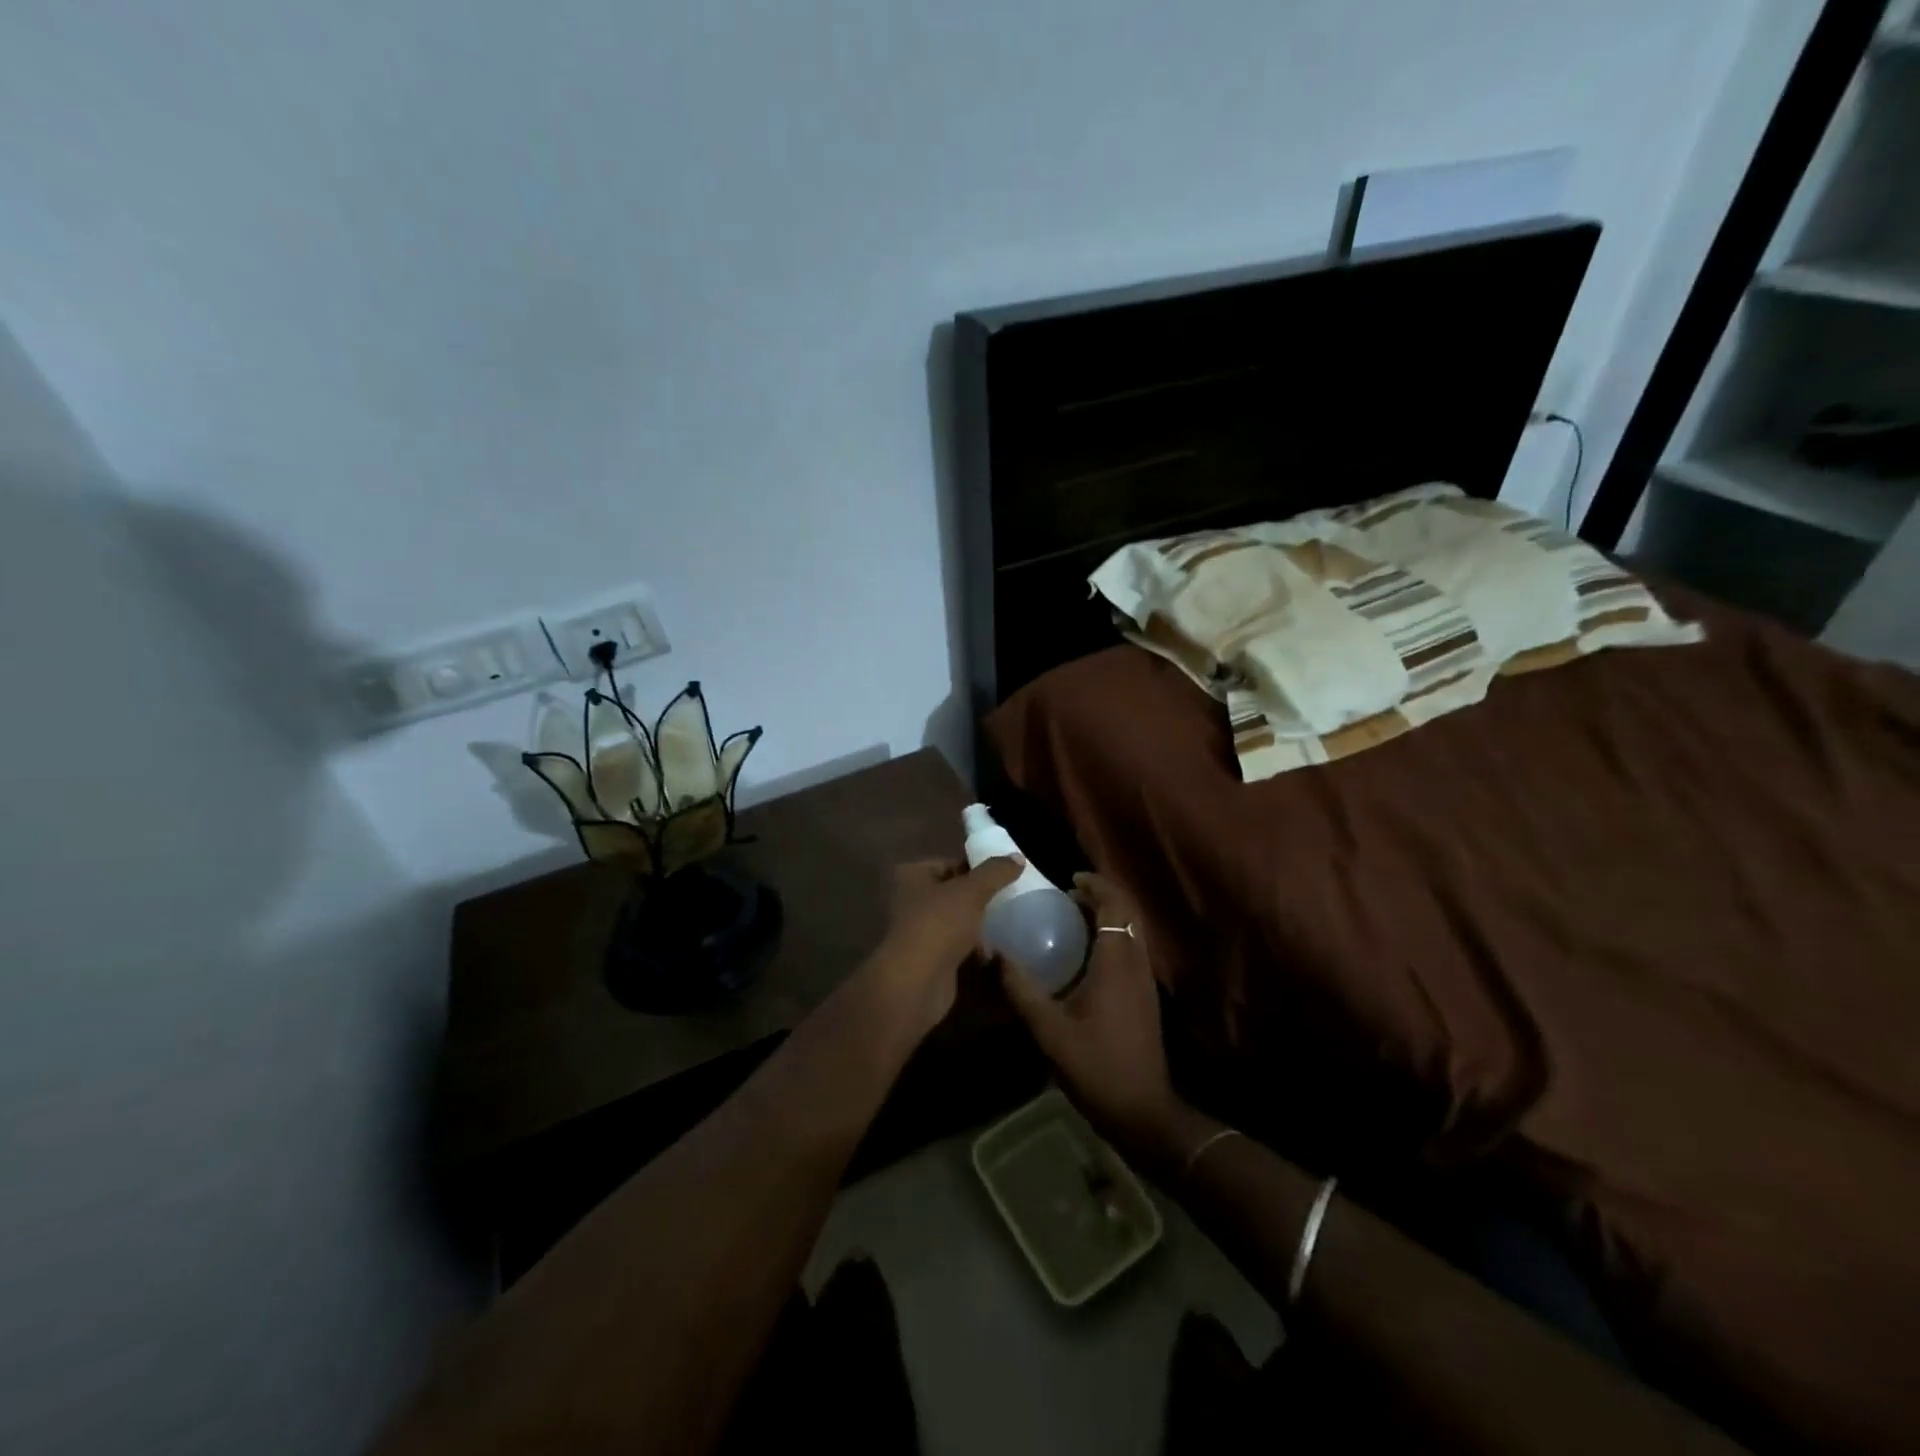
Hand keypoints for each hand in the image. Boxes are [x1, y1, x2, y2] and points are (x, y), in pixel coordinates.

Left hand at [865, 857, 1022, 1036]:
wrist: (916, 983)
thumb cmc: (939, 926)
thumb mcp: (971, 891)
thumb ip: (995, 872)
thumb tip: (1018, 857)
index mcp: (913, 875)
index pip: (950, 863)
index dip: (977, 867)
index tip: (1006, 874)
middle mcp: (911, 900)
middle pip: (954, 891)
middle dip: (980, 897)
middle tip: (1011, 897)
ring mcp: (920, 931)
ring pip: (957, 920)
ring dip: (979, 923)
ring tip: (1008, 922)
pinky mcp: (930, 958)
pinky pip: (957, 945)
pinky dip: (974, 947)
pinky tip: (995, 950)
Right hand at [1000, 873, 1194, 1173]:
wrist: (1143, 1112)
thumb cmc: (1097, 1068)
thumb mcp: (1050, 1032)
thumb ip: (1022, 992)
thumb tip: (995, 955)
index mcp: (1116, 964)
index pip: (1115, 907)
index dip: (1096, 886)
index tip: (1069, 881)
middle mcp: (1136, 964)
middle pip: (1128, 913)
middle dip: (1102, 896)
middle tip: (1068, 896)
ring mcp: (1145, 981)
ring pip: (1132, 931)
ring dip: (1108, 916)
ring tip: (1073, 919)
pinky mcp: (1145, 997)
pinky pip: (1131, 949)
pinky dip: (1112, 936)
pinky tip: (1085, 956)